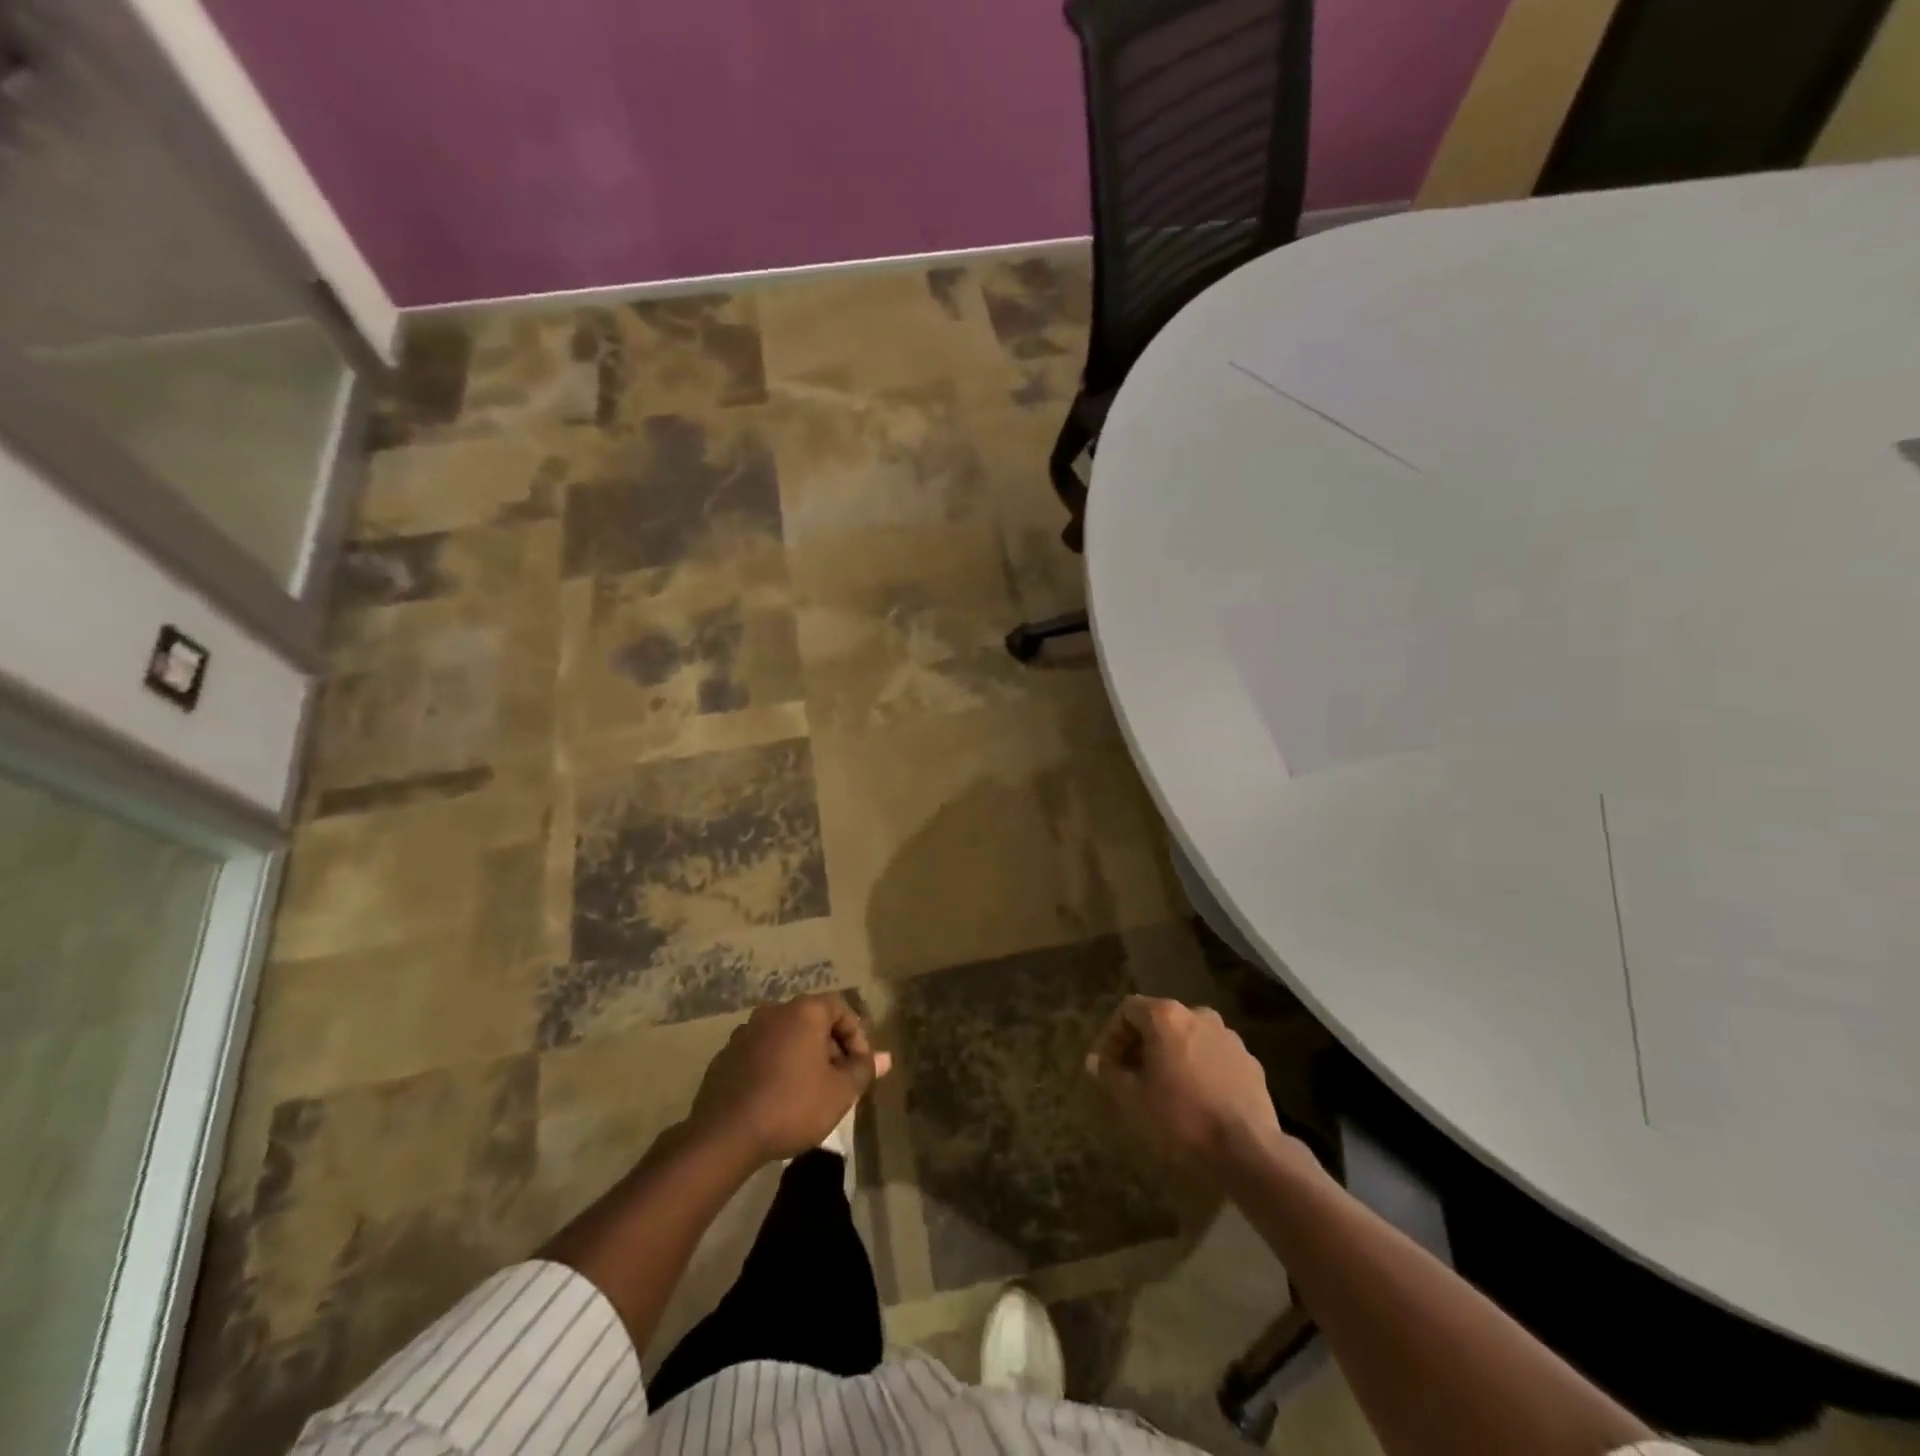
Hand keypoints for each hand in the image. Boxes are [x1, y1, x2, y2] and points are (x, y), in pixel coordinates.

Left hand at [687, 993, 891, 1162]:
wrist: (725, 1135)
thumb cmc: (792, 1106)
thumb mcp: (840, 1092)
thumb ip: (864, 1070)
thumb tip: (886, 1058)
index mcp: (804, 1011)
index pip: (840, 1007)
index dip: (856, 1035)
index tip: (859, 1067)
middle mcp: (774, 1012)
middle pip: (812, 1021)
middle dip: (829, 1047)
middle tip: (838, 1081)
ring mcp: (745, 1032)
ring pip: (785, 1037)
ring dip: (801, 1057)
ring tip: (809, 1091)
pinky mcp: (725, 1056)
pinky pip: (761, 1053)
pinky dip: (775, 1067)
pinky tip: (777, 1099)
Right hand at [1087, 995, 1289, 1174]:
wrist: (1248, 1152)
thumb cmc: (1181, 1119)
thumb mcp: (1132, 1100)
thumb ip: (1109, 1073)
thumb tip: (1094, 1060)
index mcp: (1166, 1016)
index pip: (1128, 1009)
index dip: (1112, 1036)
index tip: (1108, 1066)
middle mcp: (1198, 1014)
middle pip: (1160, 1020)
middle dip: (1142, 1045)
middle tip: (1134, 1078)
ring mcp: (1229, 1036)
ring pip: (1189, 1037)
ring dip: (1173, 1056)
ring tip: (1167, 1090)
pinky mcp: (1250, 1061)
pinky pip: (1214, 1056)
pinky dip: (1200, 1069)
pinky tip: (1199, 1100)